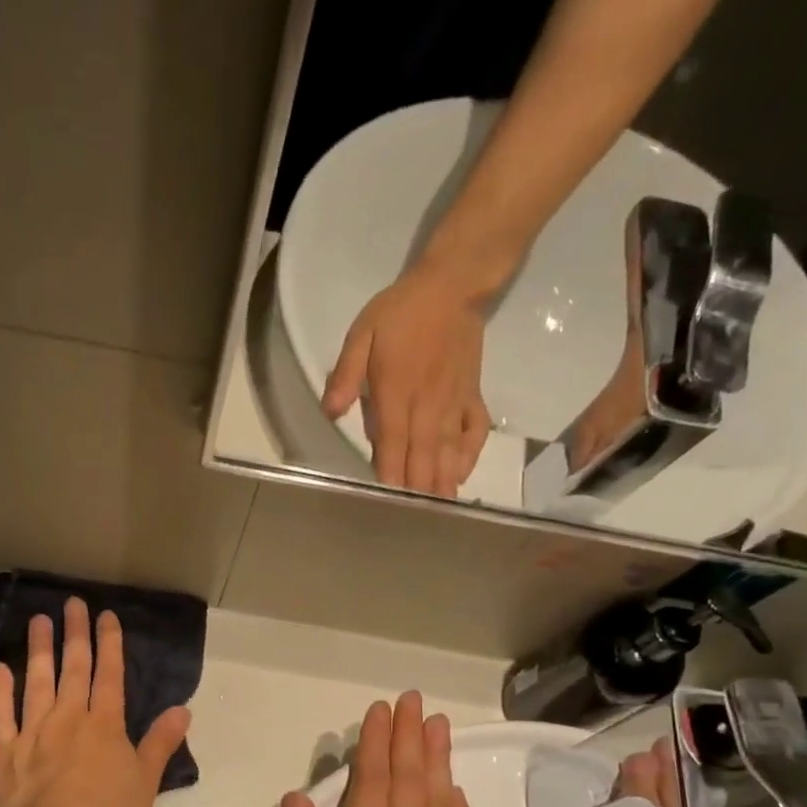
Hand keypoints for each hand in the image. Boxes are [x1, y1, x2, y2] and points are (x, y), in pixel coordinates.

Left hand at [0, 598, 190, 806]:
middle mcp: (68, 718)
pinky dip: (0, 689)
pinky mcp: (6, 751)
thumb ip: (161, 743)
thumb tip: (182, 709)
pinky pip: (2, 713)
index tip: (106, 615)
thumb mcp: (145, 783)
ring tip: (38, 620)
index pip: (109, 674)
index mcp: (104, 725)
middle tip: (72, 603)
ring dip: (38, 649)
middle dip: (75, 634)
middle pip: (73, 668)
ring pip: (36, 681)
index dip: (109, 643)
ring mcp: (33, 732)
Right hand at [279, 691, 489, 806]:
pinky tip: (457, 794)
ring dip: (438, 758)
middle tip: (413, 700)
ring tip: (439, 724)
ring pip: (439, 797)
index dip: (376, 741)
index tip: (380, 709)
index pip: (372, 778)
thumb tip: (298, 797)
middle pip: (409, 777)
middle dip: (409, 735)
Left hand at [322, 262, 494, 496]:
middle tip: (415, 519)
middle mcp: (428, 404)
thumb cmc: (399, 313)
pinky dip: (470, 454)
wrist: (451, 287)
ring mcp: (454, 402)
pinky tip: (462, 474)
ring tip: (441, 510)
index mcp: (397, 392)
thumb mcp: (361, 335)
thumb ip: (345, 375)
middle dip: (418, 489)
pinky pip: (475, 430)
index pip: (392, 443)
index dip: (391, 473)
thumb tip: (330, 413)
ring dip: (443, 480)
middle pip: (422, 455)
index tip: (389, 501)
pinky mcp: (472, 395)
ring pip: (448, 449)